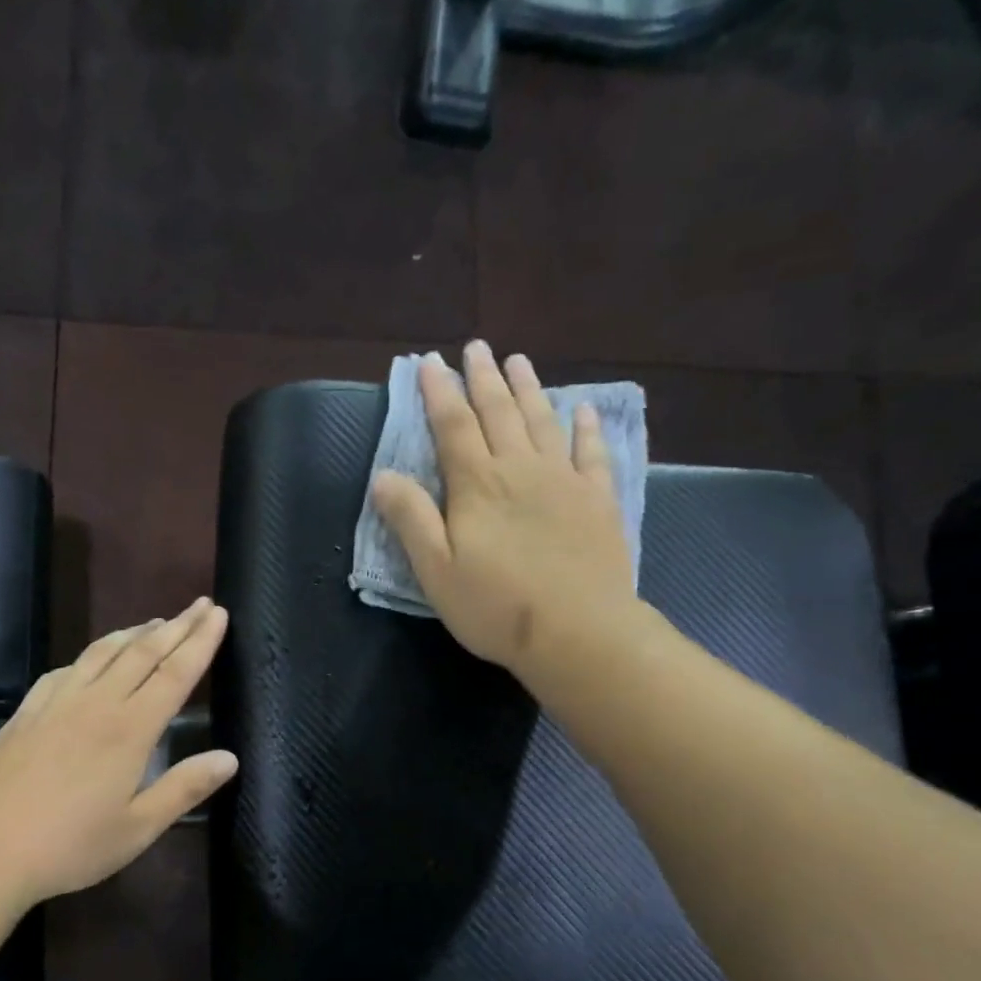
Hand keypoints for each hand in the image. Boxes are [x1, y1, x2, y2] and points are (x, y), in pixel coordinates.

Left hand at [0, 599, 237, 905]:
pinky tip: (91, 659)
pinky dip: (90, 655)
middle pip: (143, 653)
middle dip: (177, 626)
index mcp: (130, 730)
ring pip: (103, 653)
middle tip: (200, 604)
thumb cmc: (70, 846)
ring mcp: (57, 703)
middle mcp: (96, 704)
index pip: (175, 673)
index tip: (220, 613)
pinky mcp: (28, 712)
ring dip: (134, 633)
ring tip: (155, 622)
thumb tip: (230, 758)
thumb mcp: (138, 828)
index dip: (201, 641)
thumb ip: (184, 789)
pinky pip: (66, 669)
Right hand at [371, 341, 658, 679]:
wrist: (577, 632)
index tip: (429, 363)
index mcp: (477, 485)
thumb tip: (383, 476)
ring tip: (518, 361)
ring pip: (542, 422)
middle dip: (483, 379)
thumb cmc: (495, 607)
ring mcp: (564, 481)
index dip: (438, 393)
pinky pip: (591, 453)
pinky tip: (581, 410)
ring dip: (528, 389)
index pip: (452, 427)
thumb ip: (411, 520)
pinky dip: (584, 428)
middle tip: (476, 348)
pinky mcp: (597, 500)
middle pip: (498, 413)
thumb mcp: (436, 570)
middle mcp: (520, 469)